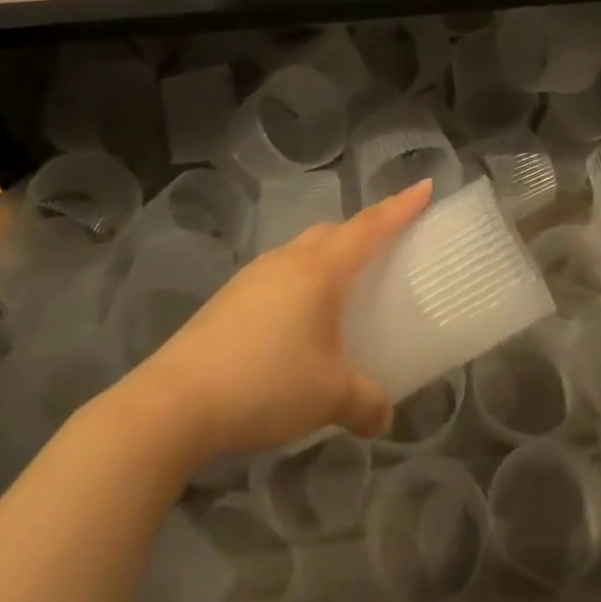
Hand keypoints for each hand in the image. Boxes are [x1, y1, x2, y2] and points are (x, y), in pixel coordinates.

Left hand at [115, 179, 432, 467]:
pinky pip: (280, 276)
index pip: (372, 226)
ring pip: (304, 252)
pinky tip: (298, 325)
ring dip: (329, 259)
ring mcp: (254, 276)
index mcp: (321, 269)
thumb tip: (384, 416)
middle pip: (335, 232)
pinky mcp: (230, 299)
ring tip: (343, 292)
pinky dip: (301, 284)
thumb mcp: (329, 396)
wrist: (174, 403)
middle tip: (387, 247)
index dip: (402, 206)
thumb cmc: (265, 383)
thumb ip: (365, 402)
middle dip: (364, 231)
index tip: (426, 185)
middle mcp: (289, 260)